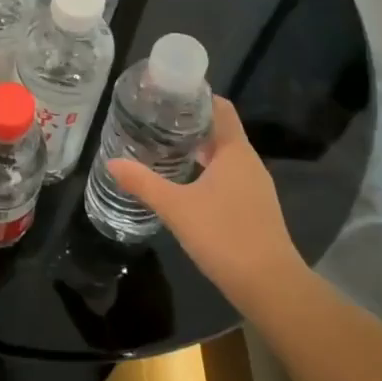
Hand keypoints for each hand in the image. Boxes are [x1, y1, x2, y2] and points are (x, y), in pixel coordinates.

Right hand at [108, 97, 306, 323]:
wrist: (269, 286)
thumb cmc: (223, 234)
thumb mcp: (176, 207)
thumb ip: (143, 183)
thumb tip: (112, 163)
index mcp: (235, 151)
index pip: (220, 108)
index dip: (198, 97)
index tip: (169, 94)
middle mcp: (249, 162)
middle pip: (221, 131)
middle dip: (191, 124)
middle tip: (157, 121)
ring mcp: (255, 187)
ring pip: (225, 156)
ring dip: (199, 150)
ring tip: (166, 148)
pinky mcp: (255, 208)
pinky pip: (229, 177)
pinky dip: (208, 171)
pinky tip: (186, 184)